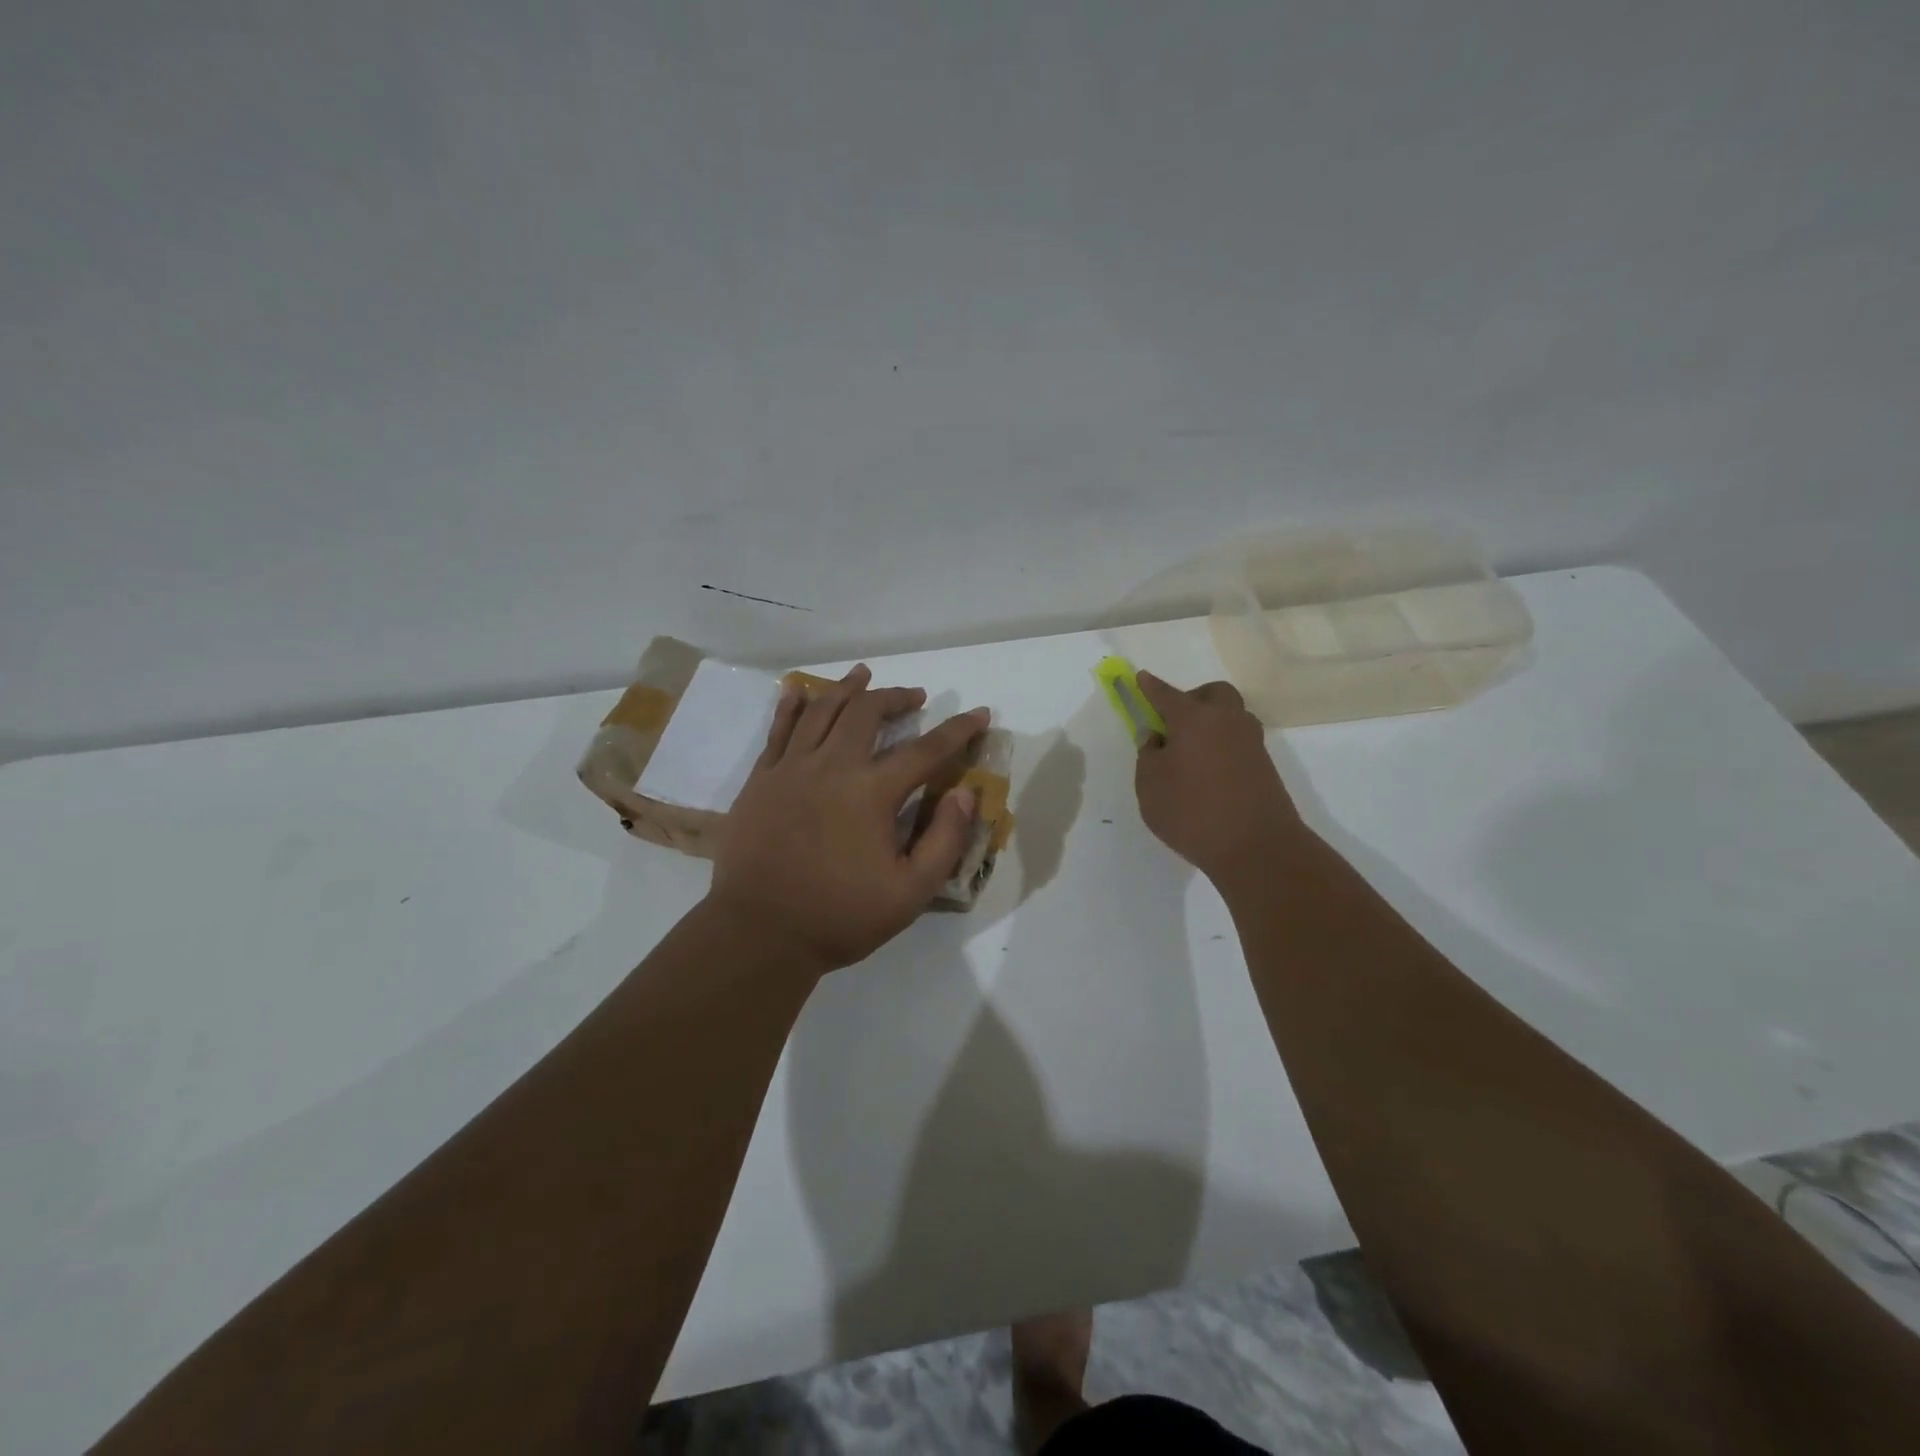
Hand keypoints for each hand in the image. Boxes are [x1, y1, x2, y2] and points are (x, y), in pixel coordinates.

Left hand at [710, 665, 989, 974]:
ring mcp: (790, 768)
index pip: (925, 750)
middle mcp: (831, 767)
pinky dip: (793, 705)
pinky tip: (800, 692)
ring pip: (821, 710)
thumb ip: (944, 840)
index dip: (957, 730)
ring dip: (847, 688)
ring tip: (864, 675)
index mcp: (871, 793)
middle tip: (915, 697)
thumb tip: (964, 793)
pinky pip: (778, 729)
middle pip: (867, 713)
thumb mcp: (910, 892)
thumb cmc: (839, 916)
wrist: (759, 932)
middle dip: (896, 697)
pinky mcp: (761, 779)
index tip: (979, 713)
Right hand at [1134, 671, 1304, 883]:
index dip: (1150, 687)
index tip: (1140, 677)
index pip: (1166, 694)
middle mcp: (1226, 721)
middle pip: (1212, 694)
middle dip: (1193, 699)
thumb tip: (1158, 737)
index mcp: (1193, 719)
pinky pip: (1239, 741)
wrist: (1257, 847)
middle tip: (1174, 723)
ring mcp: (1250, 742)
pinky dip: (1222, 745)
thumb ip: (1149, 755)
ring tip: (1192, 751)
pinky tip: (1209, 771)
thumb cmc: (1191, 813)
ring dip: (1212, 721)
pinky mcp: (1264, 765)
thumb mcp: (1150, 785)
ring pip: (1231, 715)